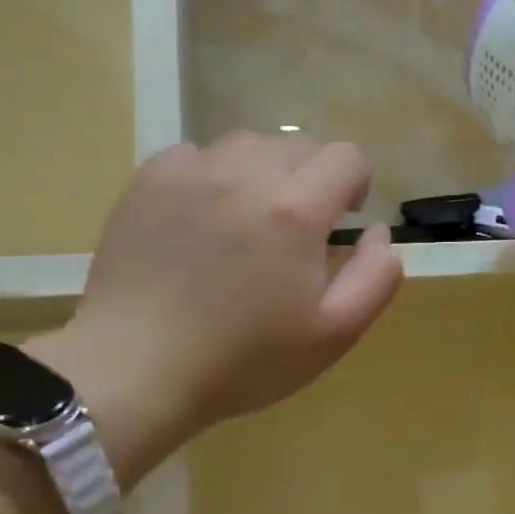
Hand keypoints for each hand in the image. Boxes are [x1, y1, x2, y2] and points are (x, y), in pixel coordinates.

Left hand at [32, 132, 401, 484]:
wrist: (135, 370)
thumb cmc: (245, 359)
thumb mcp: (334, 333)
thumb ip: (377, 277)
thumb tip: (379, 233)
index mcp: (296, 209)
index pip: (347, 157)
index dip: (355, 186)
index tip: (340, 223)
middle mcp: (246, 174)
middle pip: (300, 145)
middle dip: (311, 179)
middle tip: (295, 230)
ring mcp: (191, 173)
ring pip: (248, 143)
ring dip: (263, 171)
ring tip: (249, 217)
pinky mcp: (148, 182)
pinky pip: (196, 154)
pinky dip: (212, 175)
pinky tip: (202, 217)